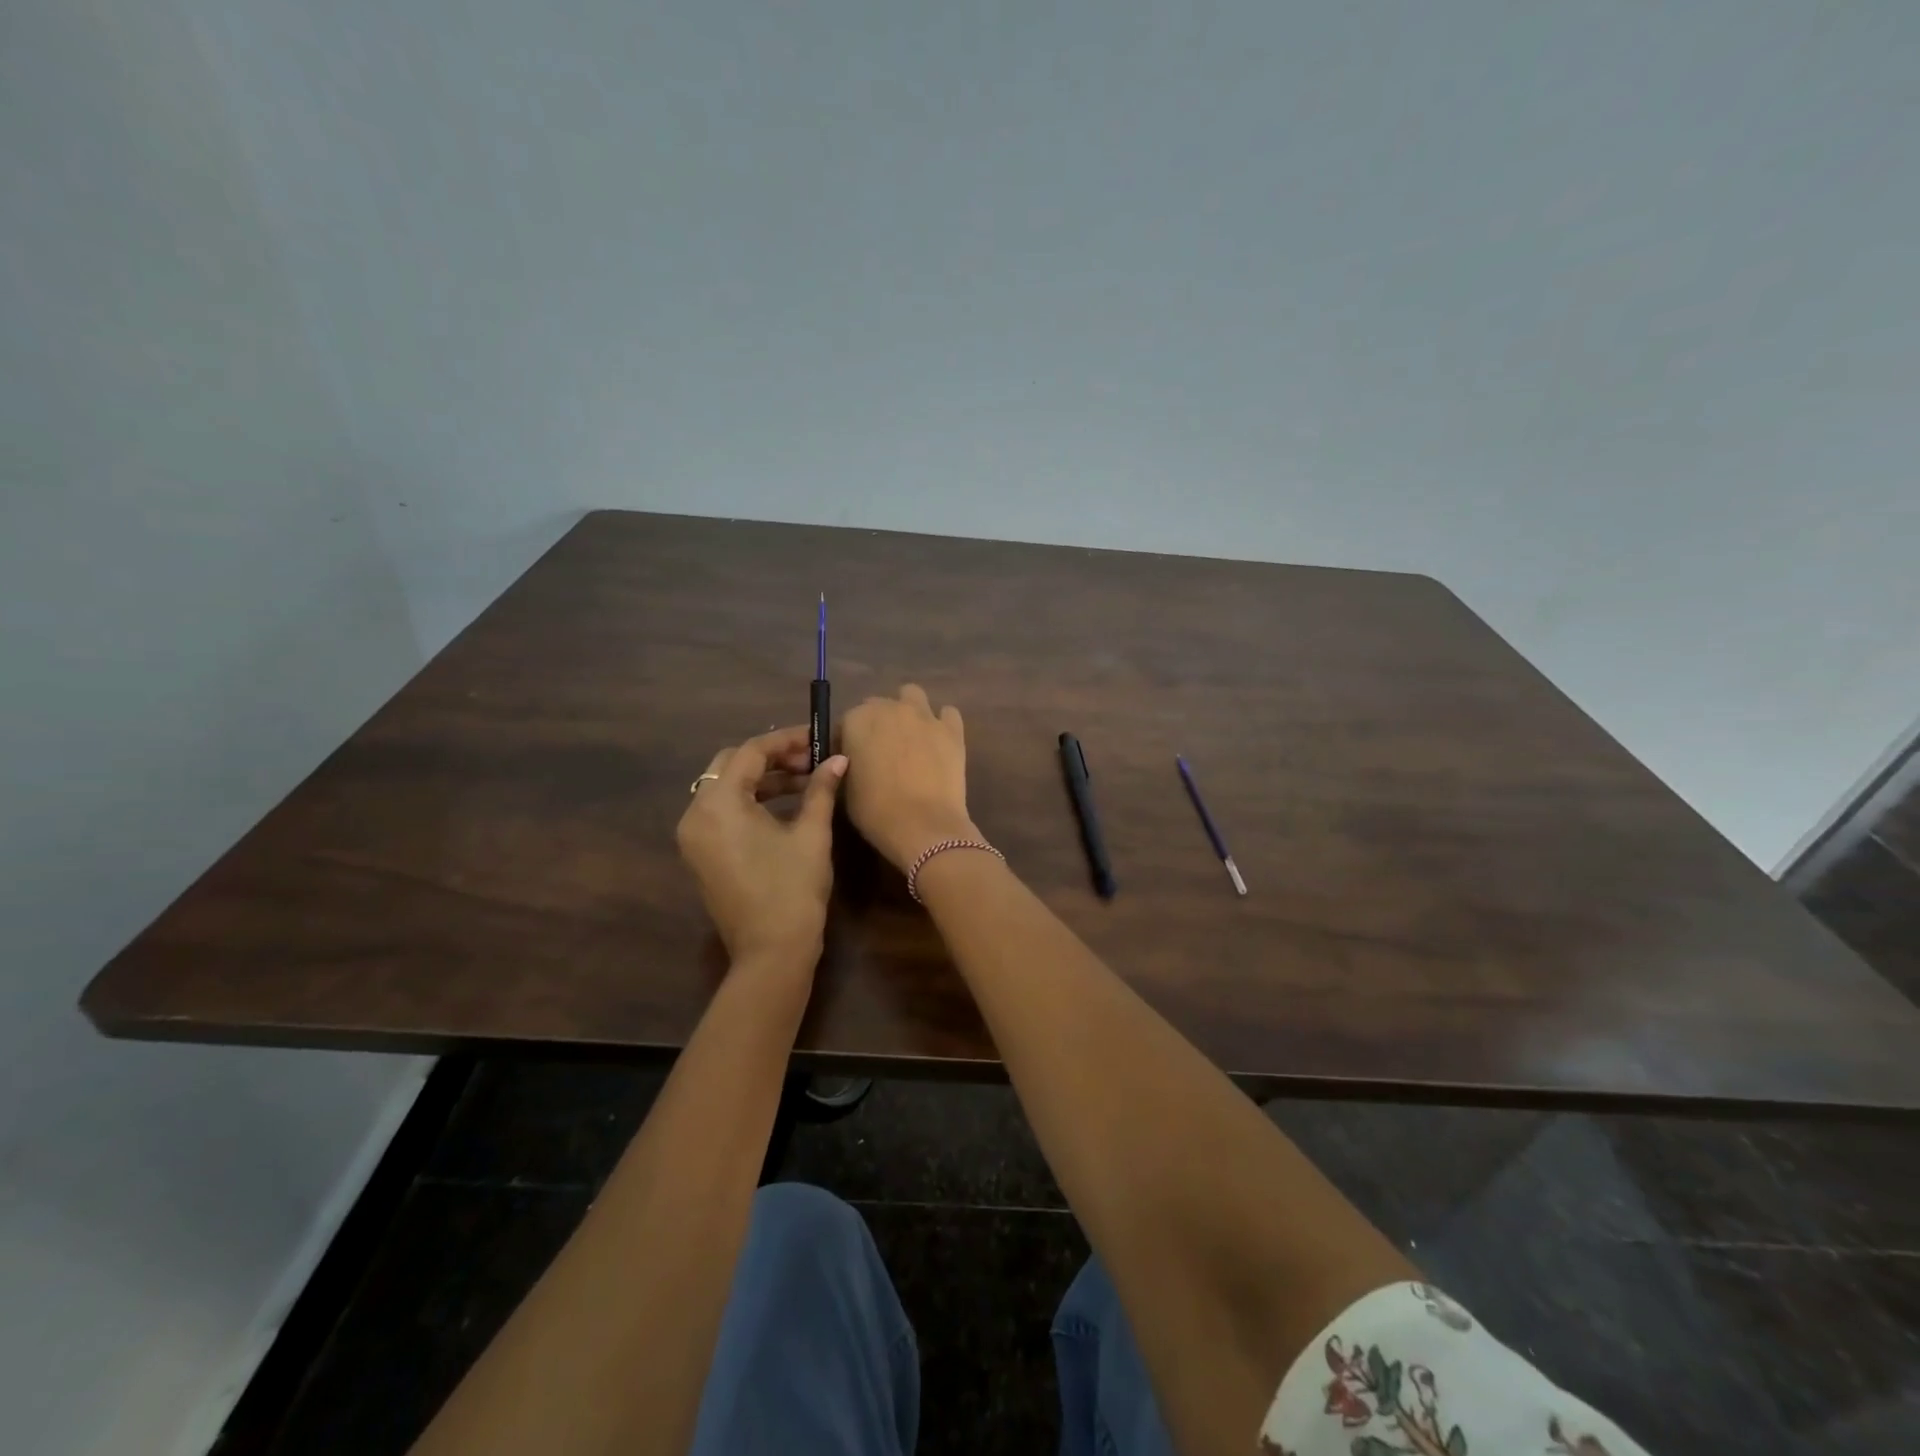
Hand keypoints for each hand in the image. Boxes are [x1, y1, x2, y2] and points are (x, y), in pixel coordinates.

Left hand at [676, 726, 846, 968]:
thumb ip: (821, 789)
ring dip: (762, 779)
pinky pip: (722, 812)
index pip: (750, 752)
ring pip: (725, 788)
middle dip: (772, 757)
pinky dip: (750, 801)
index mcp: (719, 804)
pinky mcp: (701, 854)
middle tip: (810, 760)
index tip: (817, 737)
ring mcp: (695, 837)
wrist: (772, 952)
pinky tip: (785, 805)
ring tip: (805, 781)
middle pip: (731, 765)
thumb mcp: (811, 833)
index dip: (786, 740)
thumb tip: (838, 759)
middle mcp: (696, 814)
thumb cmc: (793, 889)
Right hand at [839, 685, 976, 871]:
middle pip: (878, 706)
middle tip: (882, 752)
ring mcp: (924, 715)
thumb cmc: (875, 811)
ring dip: (908, 710)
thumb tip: (851, 758)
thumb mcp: (844, 787)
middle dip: (877, 724)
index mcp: (857, 720)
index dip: (848, 741)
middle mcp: (890, 708)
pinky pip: (947, 713)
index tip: (851, 761)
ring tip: (910, 738)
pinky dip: (942, 723)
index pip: (846, 723)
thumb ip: (845, 763)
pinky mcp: (952, 729)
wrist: (922, 825)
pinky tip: (938, 742)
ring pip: (912, 696)